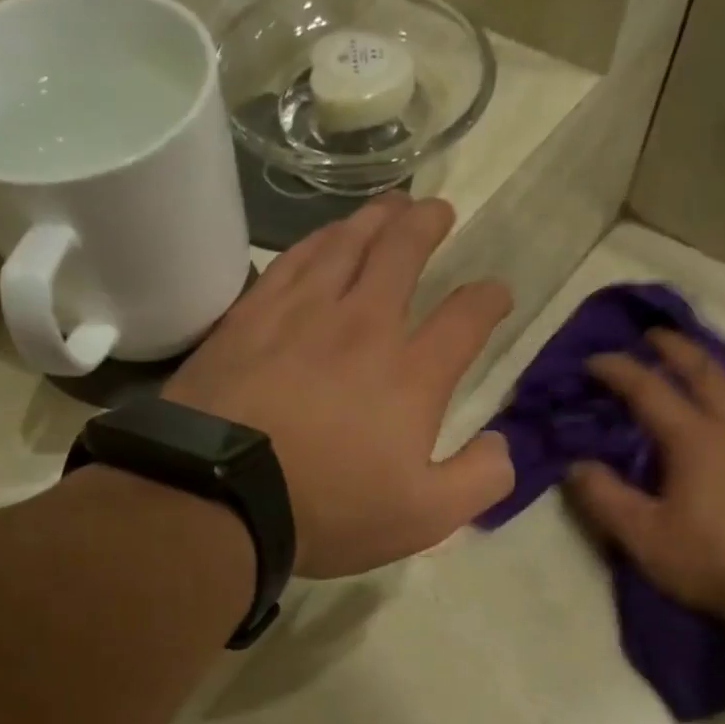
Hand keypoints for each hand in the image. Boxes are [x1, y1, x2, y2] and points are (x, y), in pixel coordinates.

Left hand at [164, 194, 513, 577]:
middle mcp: (363, 326)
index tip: (496, 293)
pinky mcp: (250, 317)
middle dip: (427, 227)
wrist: (221, 496)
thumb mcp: (425, 517)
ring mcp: (301, 314)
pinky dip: (317, 240)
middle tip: (438, 211)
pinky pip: (292, 260)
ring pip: (346, 244)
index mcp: (412, 374)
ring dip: (375, 219)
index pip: (465, 318)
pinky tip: (323, 237)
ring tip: (390, 206)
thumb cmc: (329, 510)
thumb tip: (503, 444)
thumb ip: (479, 480)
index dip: (488, 300)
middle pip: (402, 254)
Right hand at [566, 330, 724, 612]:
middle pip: (703, 371)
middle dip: (674, 348)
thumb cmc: (710, 561)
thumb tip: (576, 466)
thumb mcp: (643, 536)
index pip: (649, 390)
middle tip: (654, 335)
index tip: (595, 361)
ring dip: (708, 371)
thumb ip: (605, 497)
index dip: (619, 371)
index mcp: (695, 439)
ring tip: (691, 370)